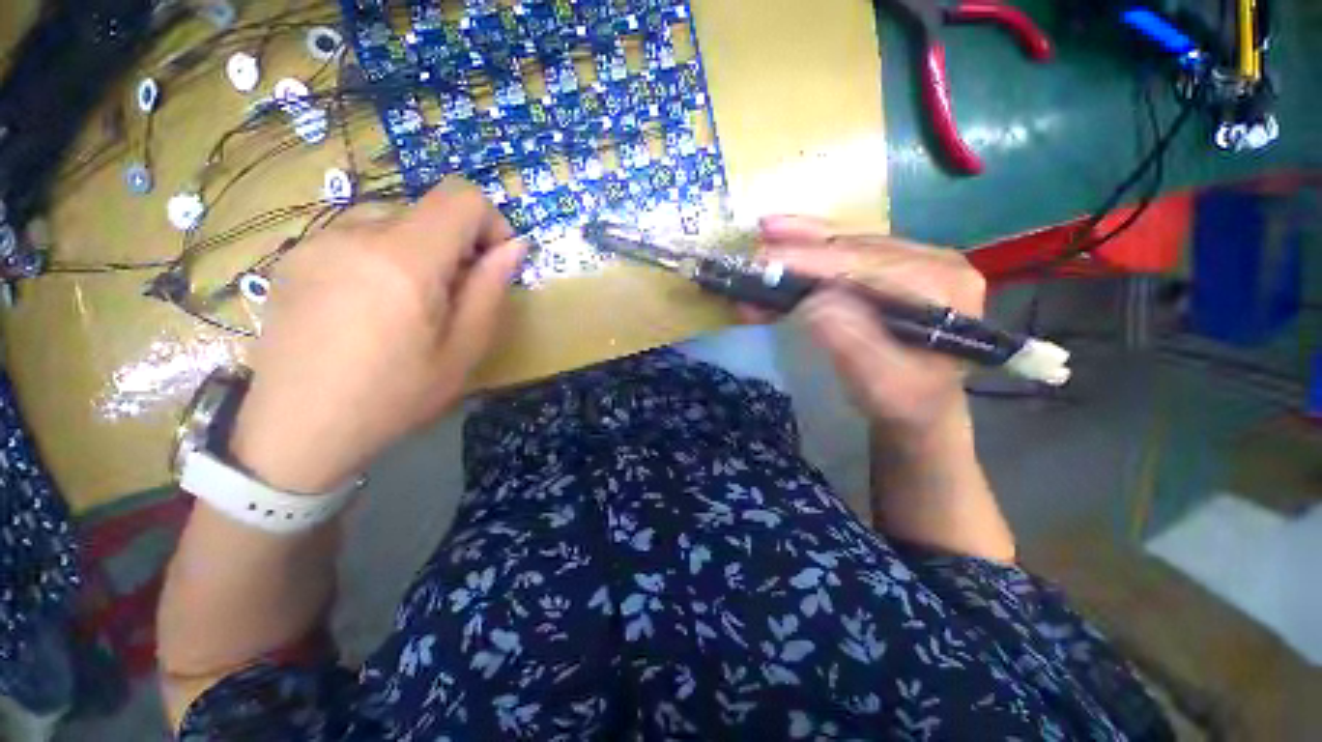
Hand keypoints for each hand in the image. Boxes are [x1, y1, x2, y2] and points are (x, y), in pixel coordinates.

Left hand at [229, 179, 525, 493]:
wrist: (296, 431)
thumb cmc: (393, 396)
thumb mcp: (463, 351)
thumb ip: (490, 290)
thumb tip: (513, 248)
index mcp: (404, 260)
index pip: (461, 197)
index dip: (491, 223)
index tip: (493, 264)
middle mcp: (355, 233)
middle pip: (428, 210)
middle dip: (455, 245)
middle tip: (452, 299)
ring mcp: (316, 241)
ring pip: (392, 220)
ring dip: (418, 251)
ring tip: (409, 305)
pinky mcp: (294, 256)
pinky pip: (356, 236)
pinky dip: (382, 257)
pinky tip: (369, 306)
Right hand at [754, 215, 985, 437]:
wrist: (918, 408)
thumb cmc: (902, 401)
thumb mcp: (878, 381)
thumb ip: (849, 339)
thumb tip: (812, 298)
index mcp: (941, 287)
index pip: (867, 264)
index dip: (812, 261)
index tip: (765, 260)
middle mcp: (933, 262)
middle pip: (857, 246)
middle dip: (802, 246)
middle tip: (759, 240)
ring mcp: (915, 261)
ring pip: (849, 244)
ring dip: (802, 241)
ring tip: (767, 229)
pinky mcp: (894, 268)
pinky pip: (847, 254)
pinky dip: (810, 252)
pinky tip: (787, 241)